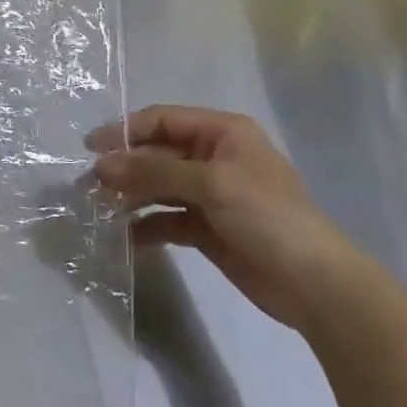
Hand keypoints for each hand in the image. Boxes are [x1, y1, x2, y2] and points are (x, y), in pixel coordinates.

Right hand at [93, 105, 362, 330]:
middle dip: (125, 167)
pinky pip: (168, 218)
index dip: (125, 130)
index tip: (90, 148)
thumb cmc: (268, 217)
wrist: (316, 286)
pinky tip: (127, 238)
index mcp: (222, 132)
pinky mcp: (208, 228)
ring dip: (131, 196)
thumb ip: (153, 172)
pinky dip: (148, 226)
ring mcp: (211, 194)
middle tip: (89, 185)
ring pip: (159, 186)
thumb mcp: (211, 185)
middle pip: (157, 153)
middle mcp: (214, 156)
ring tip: (101, 209)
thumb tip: (101, 165)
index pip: (162, 120)